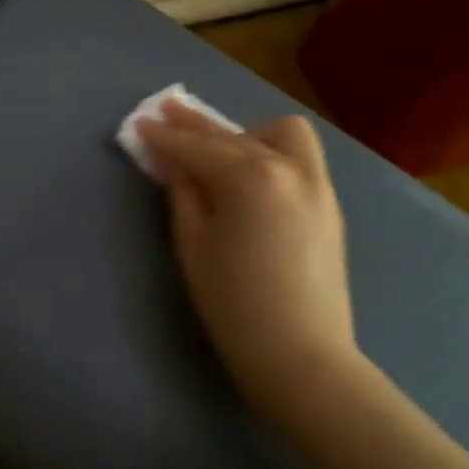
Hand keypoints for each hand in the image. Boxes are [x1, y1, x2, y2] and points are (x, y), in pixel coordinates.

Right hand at [138, 100, 359, 416]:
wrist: (302, 356)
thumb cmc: (234, 304)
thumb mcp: (194, 245)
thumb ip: (183, 192)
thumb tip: (172, 159)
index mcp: (249, 177)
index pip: (197, 147)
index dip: (164, 136)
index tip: (141, 124)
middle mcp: (287, 168)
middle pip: (233, 135)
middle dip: (196, 125)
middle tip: (167, 112)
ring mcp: (315, 183)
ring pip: (279, 134)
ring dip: (245, 134)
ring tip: (220, 151)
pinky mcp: (328, 203)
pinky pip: (299, 157)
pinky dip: (272, 151)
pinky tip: (251, 172)